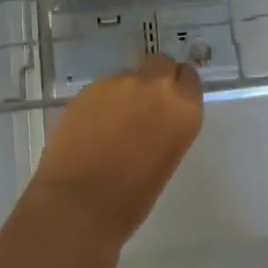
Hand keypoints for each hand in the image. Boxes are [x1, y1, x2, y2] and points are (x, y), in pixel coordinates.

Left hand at [29, 55, 203, 240]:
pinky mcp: (88, 88)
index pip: (188, 78)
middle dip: (155, 79)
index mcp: (183, 108)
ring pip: (129, 76)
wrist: (78, 203)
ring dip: (126, 92)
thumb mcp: (166, 159)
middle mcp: (155, 86)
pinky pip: (103, 88)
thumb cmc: (131, 199)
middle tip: (144, 106)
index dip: (179, 89)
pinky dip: (102, 102)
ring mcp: (118, 83)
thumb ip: (167, 127)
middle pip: (161, 64)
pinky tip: (92, 127)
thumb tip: (154, 118)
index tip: (170, 104)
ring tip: (112, 124)